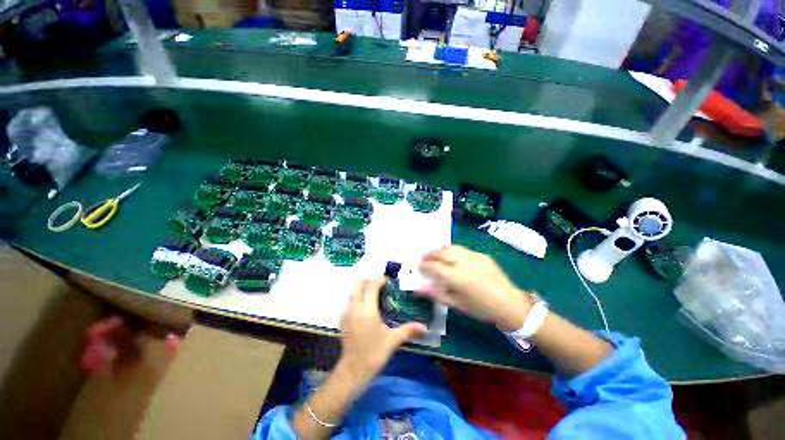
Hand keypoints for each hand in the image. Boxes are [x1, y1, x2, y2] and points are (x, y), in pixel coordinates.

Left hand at [338, 278, 426, 383]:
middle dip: (369, 282)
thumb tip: (424, 327)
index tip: (388, 282)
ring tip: (375, 296)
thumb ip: (408, 330)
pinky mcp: (343, 319)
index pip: (371, 286)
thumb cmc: (374, 354)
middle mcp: (355, 308)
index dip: (379, 280)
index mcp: (367, 310)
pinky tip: (366, 308)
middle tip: (381, 287)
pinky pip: (350, 301)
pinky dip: (358, 298)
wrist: (353, 371)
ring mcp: (347, 313)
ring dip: (363, 289)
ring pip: (353, 292)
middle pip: (359, 285)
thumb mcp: (392, 340)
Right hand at [419, 246, 531, 330]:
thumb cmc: (481, 308)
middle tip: (424, 259)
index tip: (419, 268)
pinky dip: (453, 251)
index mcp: (457, 277)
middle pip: (441, 253)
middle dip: (430, 255)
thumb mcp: (457, 304)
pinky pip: (463, 250)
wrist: (509, 304)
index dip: (424, 266)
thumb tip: (420, 288)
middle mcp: (464, 262)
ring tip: (435, 255)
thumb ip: (437, 294)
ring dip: (440, 250)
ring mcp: (474, 256)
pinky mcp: (482, 255)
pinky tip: (452, 257)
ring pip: (452, 248)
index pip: (434, 266)